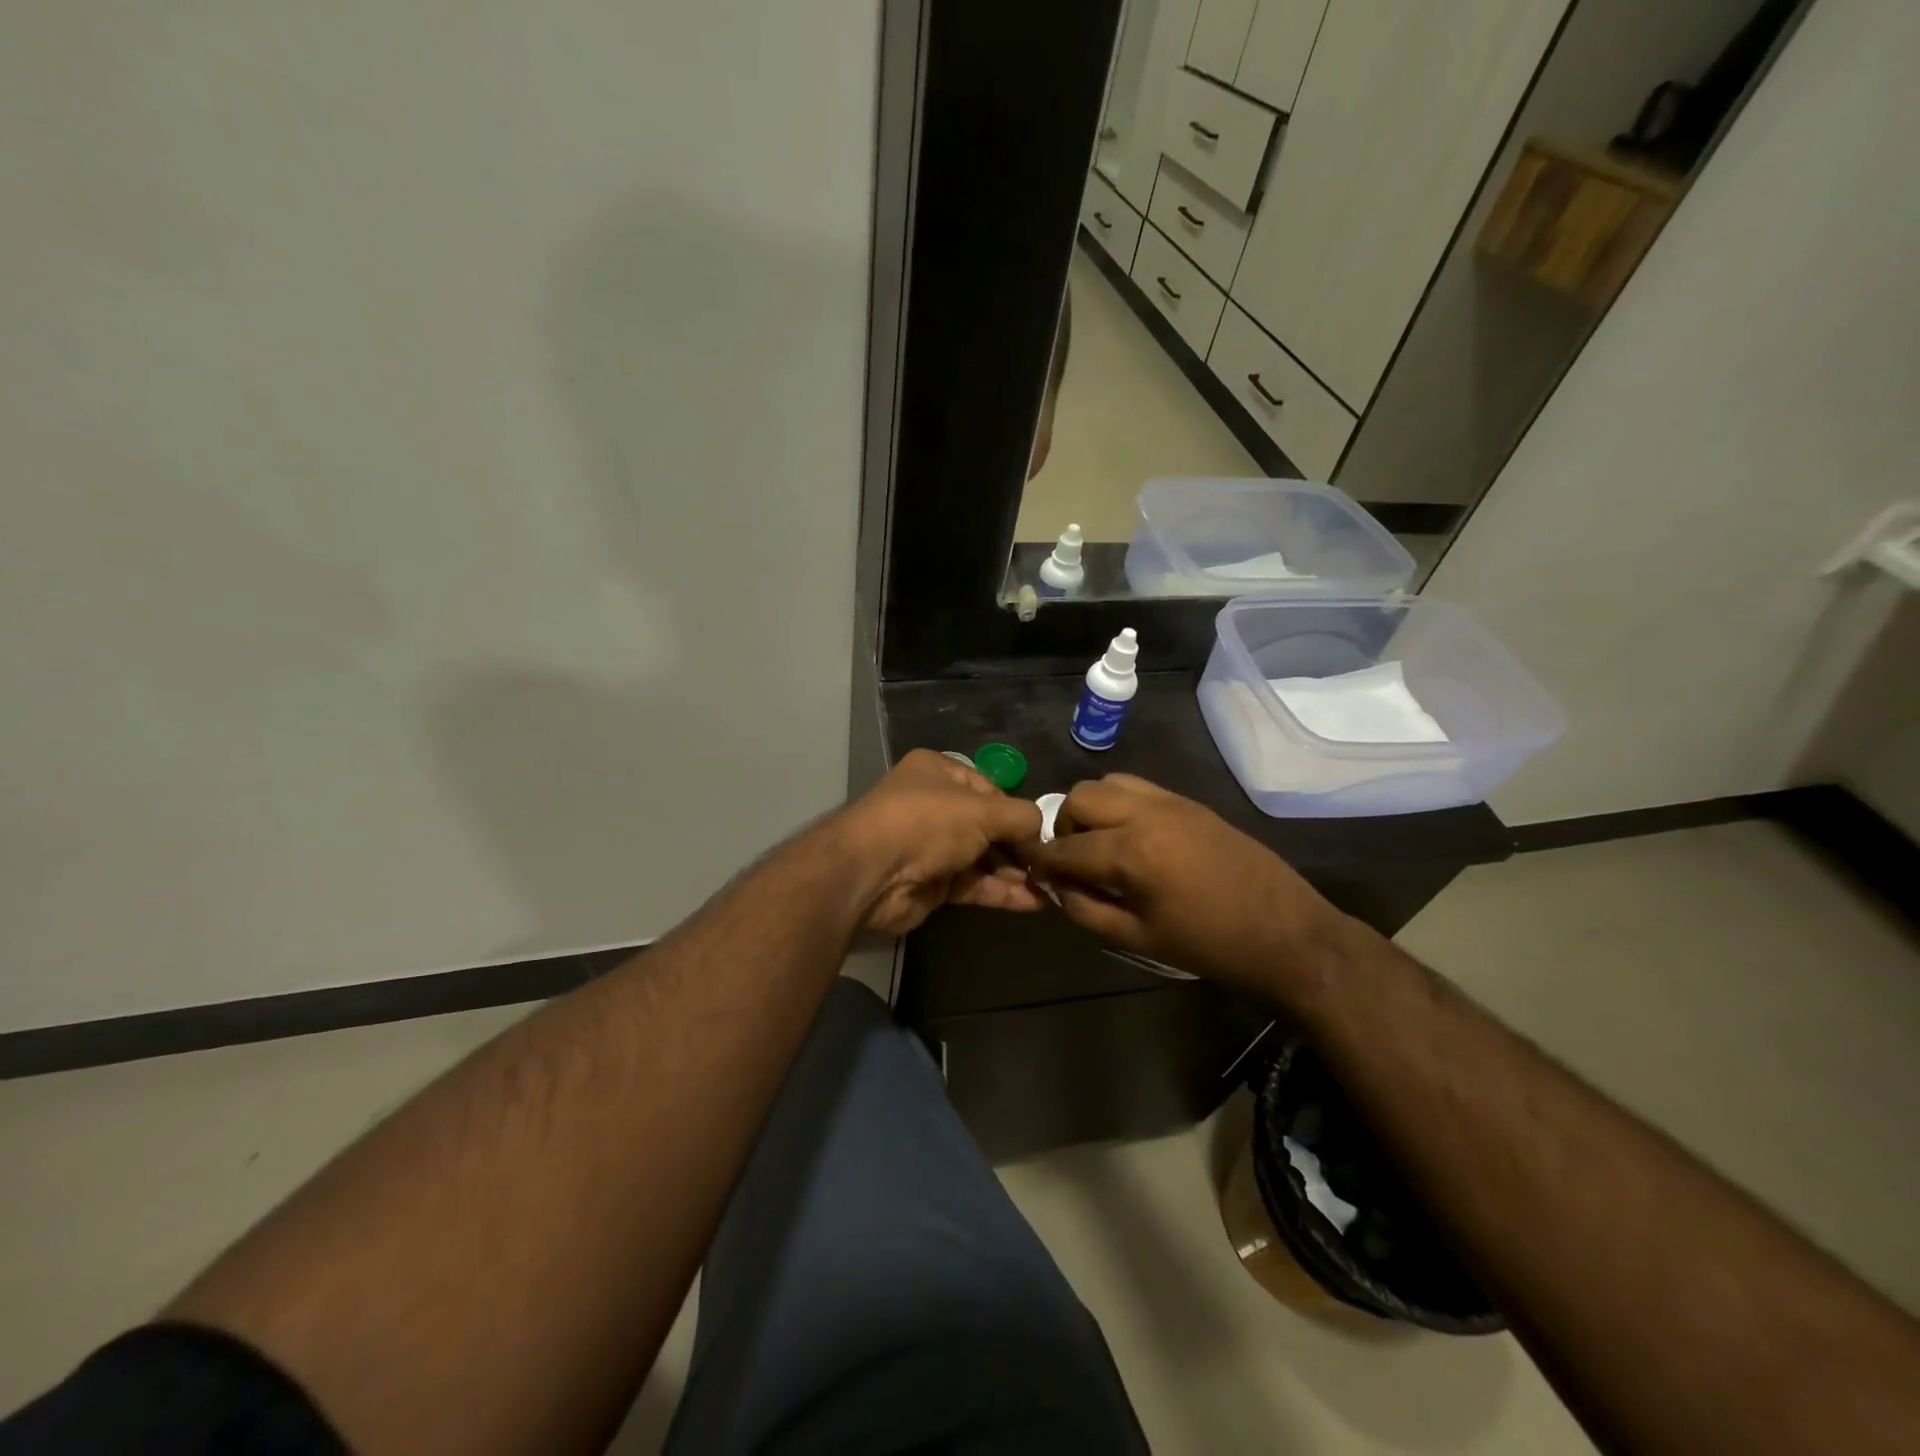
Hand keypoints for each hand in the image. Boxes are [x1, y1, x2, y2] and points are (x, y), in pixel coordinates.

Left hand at [830, 750, 1046, 936]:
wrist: (870, 874)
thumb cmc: (927, 824)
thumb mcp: (982, 810)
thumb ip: (1021, 817)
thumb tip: (1042, 833)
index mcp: (938, 772)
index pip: (990, 789)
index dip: (1017, 811)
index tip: (1044, 835)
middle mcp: (934, 804)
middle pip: (988, 825)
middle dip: (1020, 846)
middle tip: (1052, 866)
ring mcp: (931, 846)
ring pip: (983, 857)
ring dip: (1015, 873)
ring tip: (1053, 887)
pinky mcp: (932, 882)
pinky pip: (974, 884)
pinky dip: (1002, 891)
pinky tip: (1035, 902)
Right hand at [1026, 774, 1350, 1003]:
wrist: (1287, 933)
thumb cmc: (1210, 945)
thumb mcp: (1138, 939)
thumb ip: (1087, 910)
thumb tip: (1058, 887)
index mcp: (1131, 852)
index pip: (1065, 847)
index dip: (1043, 862)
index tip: (1034, 874)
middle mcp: (1146, 813)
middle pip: (1080, 798)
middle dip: (1065, 827)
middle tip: (1073, 860)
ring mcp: (1171, 802)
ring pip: (1108, 783)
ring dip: (1092, 810)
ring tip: (1102, 845)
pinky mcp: (1190, 802)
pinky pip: (1139, 788)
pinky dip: (1120, 805)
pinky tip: (1132, 839)